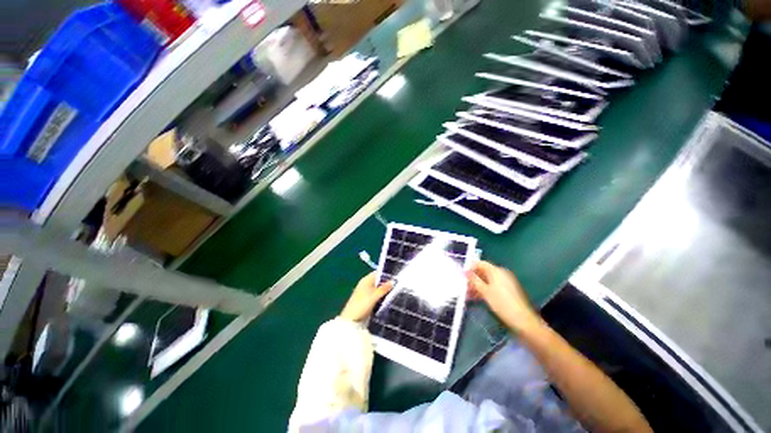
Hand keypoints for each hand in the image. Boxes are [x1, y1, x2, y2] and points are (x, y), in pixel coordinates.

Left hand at [340, 272, 393, 321]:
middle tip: (399, 285)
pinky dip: (382, 296)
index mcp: (366, 280)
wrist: (351, 321)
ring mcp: (366, 292)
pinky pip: (376, 295)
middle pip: (378, 281)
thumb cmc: (362, 305)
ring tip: (397, 291)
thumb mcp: (374, 296)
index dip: (386, 273)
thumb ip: (384, 288)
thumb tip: (393, 281)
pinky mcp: (367, 300)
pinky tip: (389, 299)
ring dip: (385, 290)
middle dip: (387, 283)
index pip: (378, 273)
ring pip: (378, 288)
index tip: (396, 276)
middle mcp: (366, 284)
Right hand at [466, 261, 542, 334]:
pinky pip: (491, 286)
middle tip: (462, 286)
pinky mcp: (506, 291)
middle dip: (472, 278)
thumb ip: (474, 280)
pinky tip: (475, 298)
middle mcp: (501, 274)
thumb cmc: (502, 303)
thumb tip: (465, 271)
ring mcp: (504, 282)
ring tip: (466, 294)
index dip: (470, 267)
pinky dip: (483, 290)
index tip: (461, 274)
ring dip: (476, 286)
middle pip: (483, 272)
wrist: (523, 320)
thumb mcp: (485, 291)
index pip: (480, 263)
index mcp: (496, 271)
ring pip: (486, 281)